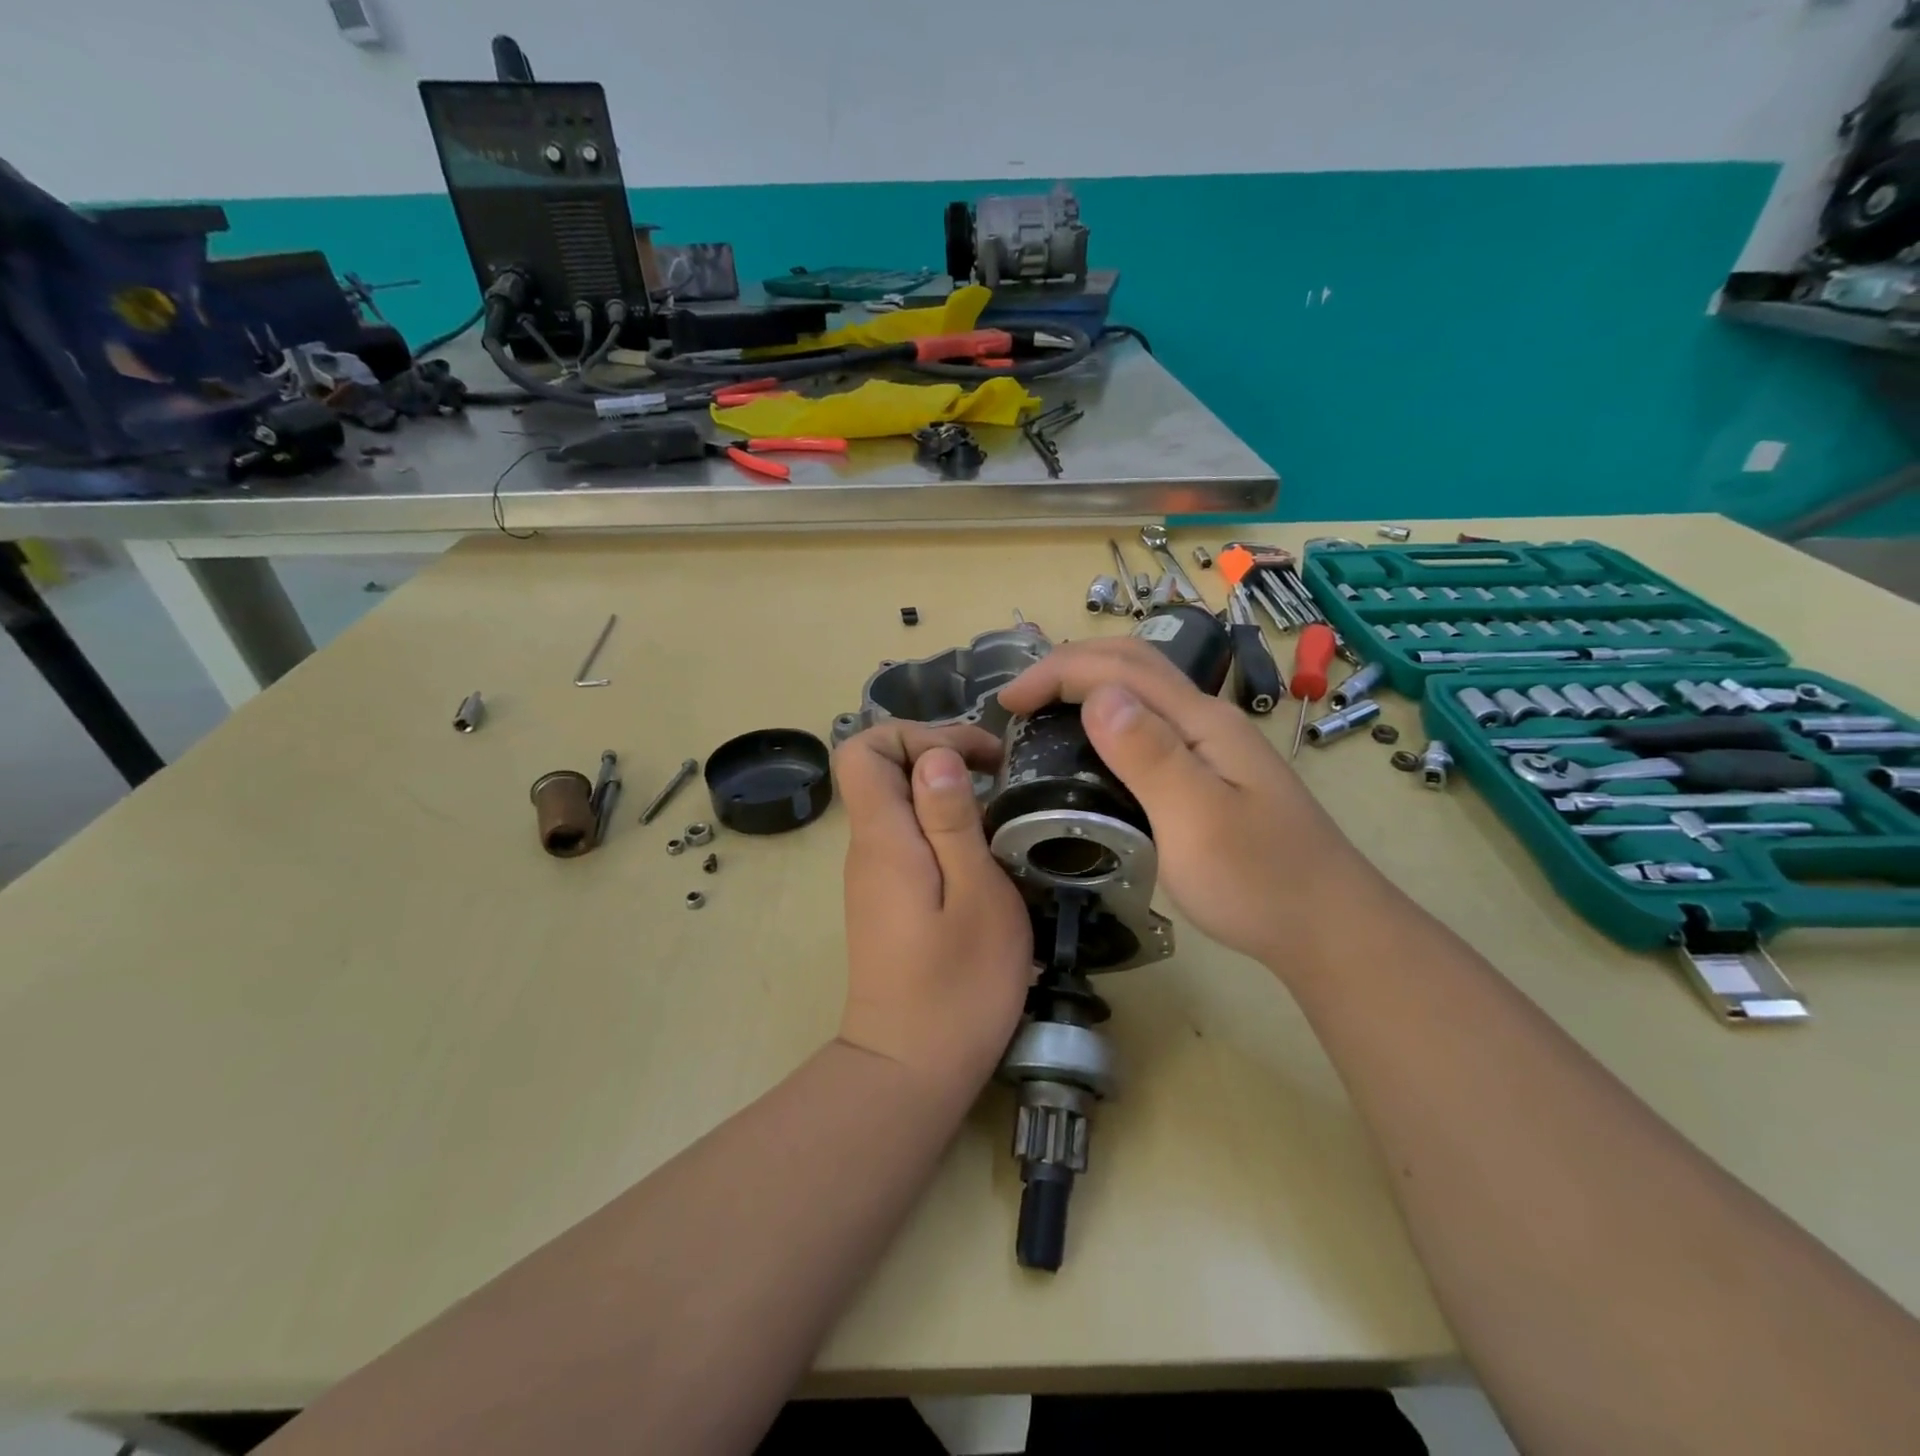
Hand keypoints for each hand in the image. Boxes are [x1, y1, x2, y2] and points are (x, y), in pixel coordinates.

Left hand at [832, 723, 1033, 1100]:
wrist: (910, 1068)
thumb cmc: (957, 985)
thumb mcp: (976, 895)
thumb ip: (953, 821)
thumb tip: (935, 756)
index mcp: (884, 838)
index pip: (863, 750)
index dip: (916, 734)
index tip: (976, 756)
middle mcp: (868, 848)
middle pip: (880, 770)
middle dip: (938, 754)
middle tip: (998, 774)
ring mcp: (874, 874)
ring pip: (897, 803)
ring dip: (945, 791)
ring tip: (1000, 811)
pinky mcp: (887, 898)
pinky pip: (907, 836)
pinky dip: (943, 825)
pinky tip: (983, 851)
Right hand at [997, 639, 1378, 975]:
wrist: (1327, 928)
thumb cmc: (1259, 881)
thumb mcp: (1197, 819)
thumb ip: (1149, 755)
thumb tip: (1098, 696)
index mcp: (1201, 722)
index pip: (1119, 668)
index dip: (1056, 672)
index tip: (1006, 703)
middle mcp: (1207, 720)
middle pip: (1134, 663)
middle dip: (1069, 665)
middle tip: (1019, 698)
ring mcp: (1213, 746)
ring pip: (1143, 690)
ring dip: (1089, 684)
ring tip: (1044, 710)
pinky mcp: (1210, 773)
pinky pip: (1149, 724)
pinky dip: (1108, 716)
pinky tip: (1094, 746)